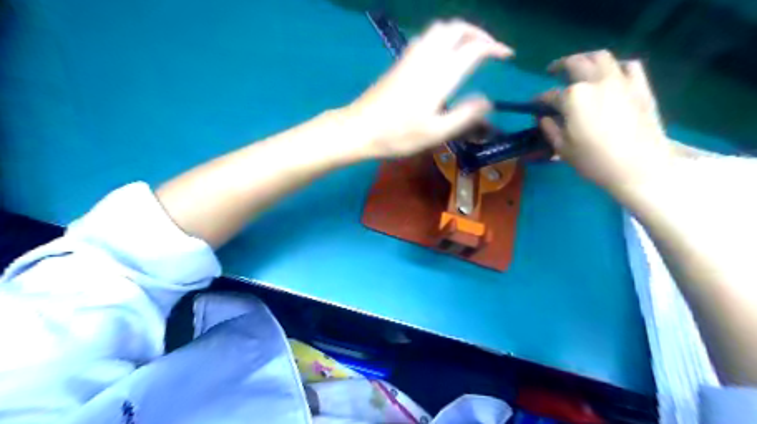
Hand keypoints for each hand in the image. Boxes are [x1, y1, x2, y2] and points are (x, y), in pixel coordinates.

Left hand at [345, 19, 514, 158]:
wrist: (359, 128)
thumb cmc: (398, 135)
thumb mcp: (435, 133)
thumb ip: (464, 115)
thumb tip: (487, 101)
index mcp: (439, 76)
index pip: (473, 49)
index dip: (494, 48)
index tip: (507, 56)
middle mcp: (427, 58)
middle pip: (456, 28)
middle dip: (478, 33)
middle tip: (490, 49)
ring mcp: (410, 57)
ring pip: (440, 29)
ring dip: (460, 32)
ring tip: (469, 49)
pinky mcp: (400, 62)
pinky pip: (426, 37)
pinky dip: (442, 38)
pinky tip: (443, 55)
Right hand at [537, 51, 673, 195]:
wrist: (639, 167)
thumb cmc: (594, 161)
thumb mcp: (563, 148)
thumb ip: (550, 128)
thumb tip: (544, 117)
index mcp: (573, 97)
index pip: (550, 95)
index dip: (539, 100)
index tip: (534, 106)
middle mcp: (596, 82)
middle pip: (575, 63)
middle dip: (560, 66)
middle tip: (552, 71)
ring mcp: (621, 81)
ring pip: (601, 57)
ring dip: (586, 59)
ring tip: (580, 67)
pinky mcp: (640, 87)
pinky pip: (629, 66)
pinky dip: (616, 66)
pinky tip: (611, 74)